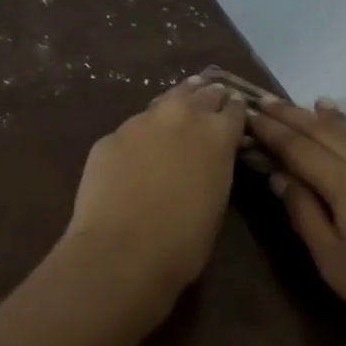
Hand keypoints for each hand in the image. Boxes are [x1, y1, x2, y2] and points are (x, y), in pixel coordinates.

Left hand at [63, 75, 246, 297]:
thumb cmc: (183, 242)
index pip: (235, 108)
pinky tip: (135, 153)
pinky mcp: (109, 137)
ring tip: (175, 115)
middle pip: (201, 93)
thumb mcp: (217, 202)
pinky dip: (139, 136)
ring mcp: (140, 122)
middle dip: (207, 99)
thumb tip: (208, 160)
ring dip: (173, 108)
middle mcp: (181, 115)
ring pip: (163, 102)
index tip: (236, 115)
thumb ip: (216, 168)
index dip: (236, 111)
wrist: (121, 252)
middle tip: (209, 106)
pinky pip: (131, 130)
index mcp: (218, 134)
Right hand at [247, 98, 345, 345]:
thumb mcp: (332, 259)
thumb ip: (304, 212)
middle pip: (324, 131)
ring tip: (309, 103)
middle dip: (292, 115)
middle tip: (265, 101)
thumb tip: (278, 176)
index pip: (297, 147)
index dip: (271, 130)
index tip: (247, 114)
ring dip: (327, 117)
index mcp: (344, 182)